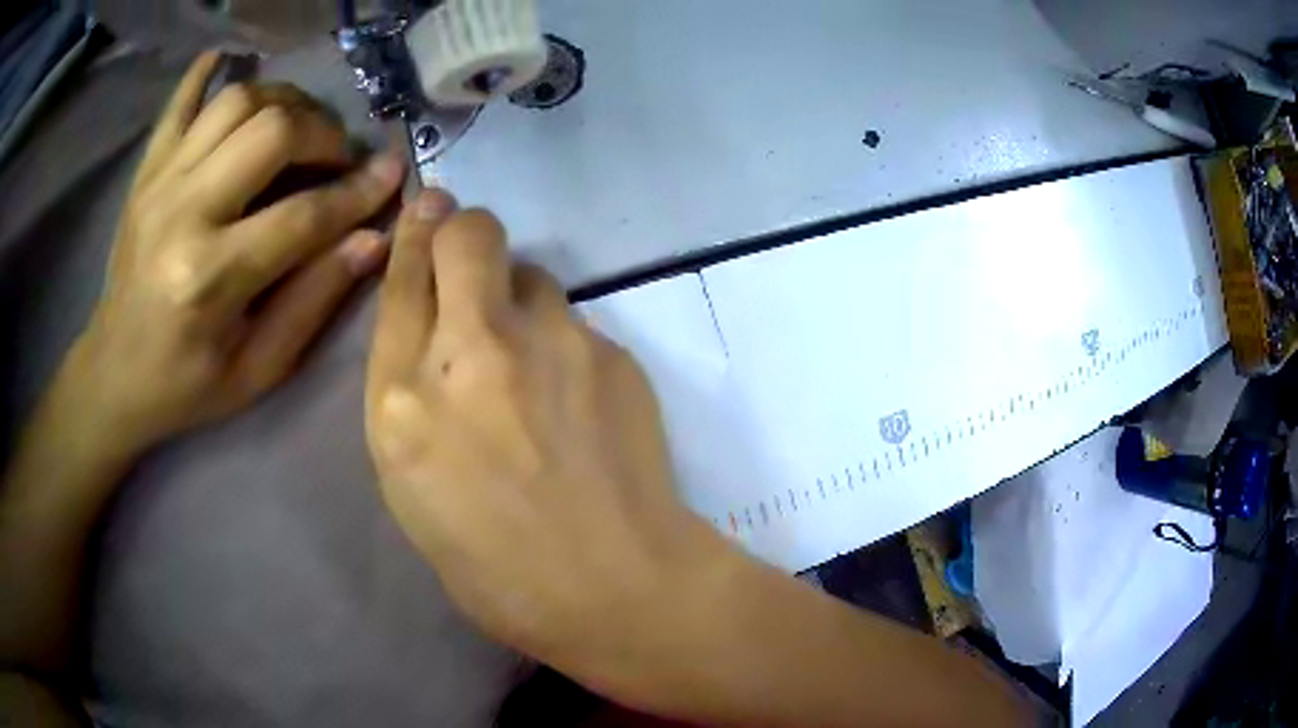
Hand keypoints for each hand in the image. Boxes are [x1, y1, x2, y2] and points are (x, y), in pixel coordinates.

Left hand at [63, 51, 403, 454]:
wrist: (113, 375)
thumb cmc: (186, 385)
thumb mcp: (257, 370)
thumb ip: (313, 302)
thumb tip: (372, 239)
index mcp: (209, 279)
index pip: (302, 216)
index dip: (358, 192)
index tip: (392, 173)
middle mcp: (183, 214)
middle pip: (272, 130)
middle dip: (322, 134)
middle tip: (337, 157)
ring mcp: (159, 182)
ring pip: (238, 101)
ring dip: (283, 103)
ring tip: (298, 129)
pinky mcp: (146, 171)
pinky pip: (180, 102)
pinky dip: (207, 74)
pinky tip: (229, 60)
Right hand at [365, 193, 733, 701]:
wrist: (613, 586)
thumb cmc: (494, 564)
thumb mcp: (413, 486)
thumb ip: (410, 395)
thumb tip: (430, 327)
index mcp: (402, 400)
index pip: (403, 279)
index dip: (415, 234)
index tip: (428, 208)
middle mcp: (473, 350)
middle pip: (471, 234)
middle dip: (466, 235)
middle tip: (474, 270)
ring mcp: (552, 343)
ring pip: (533, 276)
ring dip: (521, 303)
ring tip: (535, 369)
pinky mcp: (612, 351)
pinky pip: (576, 323)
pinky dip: (565, 346)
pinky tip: (578, 403)